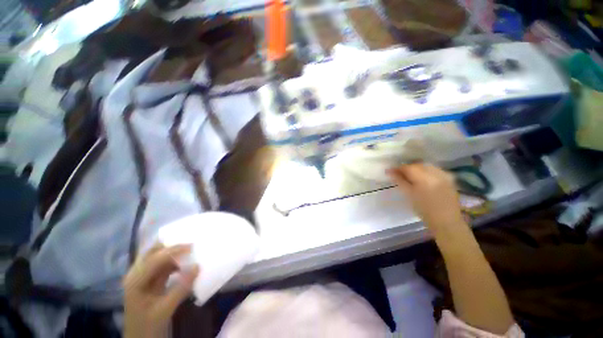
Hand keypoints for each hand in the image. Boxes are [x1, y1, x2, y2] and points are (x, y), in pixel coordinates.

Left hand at [123, 243, 199, 337]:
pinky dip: (174, 261)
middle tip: (190, 242)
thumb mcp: (165, 309)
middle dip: (171, 245)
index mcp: (135, 280)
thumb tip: (198, 266)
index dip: (174, 250)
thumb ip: (181, 288)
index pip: (155, 258)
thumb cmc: (148, 326)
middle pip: (152, 252)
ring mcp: (142, 276)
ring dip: (173, 252)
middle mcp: (136, 274)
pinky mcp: (150, 280)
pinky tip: (184, 263)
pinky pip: (163, 265)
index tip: (193, 246)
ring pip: (158, 256)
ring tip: (190, 250)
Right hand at [387, 163, 465, 232]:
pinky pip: (435, 170)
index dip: (398, 168)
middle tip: (399, 174)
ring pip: (426, 166)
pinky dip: (426, 171)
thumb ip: (400, 181)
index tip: (390, 171)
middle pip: (418, 165)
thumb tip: (389, 171)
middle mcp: (436, 174)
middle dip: (407, 168)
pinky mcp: (449, 179)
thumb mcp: (409, 195)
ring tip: (410, 176)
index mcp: (424, 179)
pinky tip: (423, 178)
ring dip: (417, 169)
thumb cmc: (424, 211)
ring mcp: (444, 175)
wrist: (446, 222)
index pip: (408, 167)